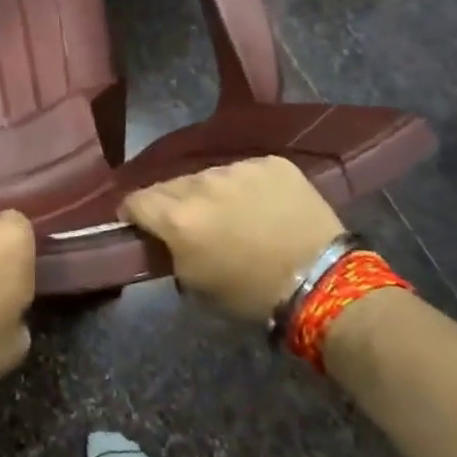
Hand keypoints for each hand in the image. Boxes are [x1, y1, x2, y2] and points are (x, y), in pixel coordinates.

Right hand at [122, 157, 343, 324]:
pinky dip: (246, 187)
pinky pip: (245, 171)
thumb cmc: (251, 293)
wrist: (323, 283)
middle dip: (173, 203)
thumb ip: (169, 251)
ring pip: (209, 176)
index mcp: (178, 217)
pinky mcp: (272, 163)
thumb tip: (162, 237)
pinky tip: (262, 208)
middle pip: (170, 185)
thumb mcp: (194, 283)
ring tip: (231, 214)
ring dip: (210, 193)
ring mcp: (239, 168)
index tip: (140, 224)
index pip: (135, 200)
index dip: (133, 213)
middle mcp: (202, 183)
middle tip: (190, 224)